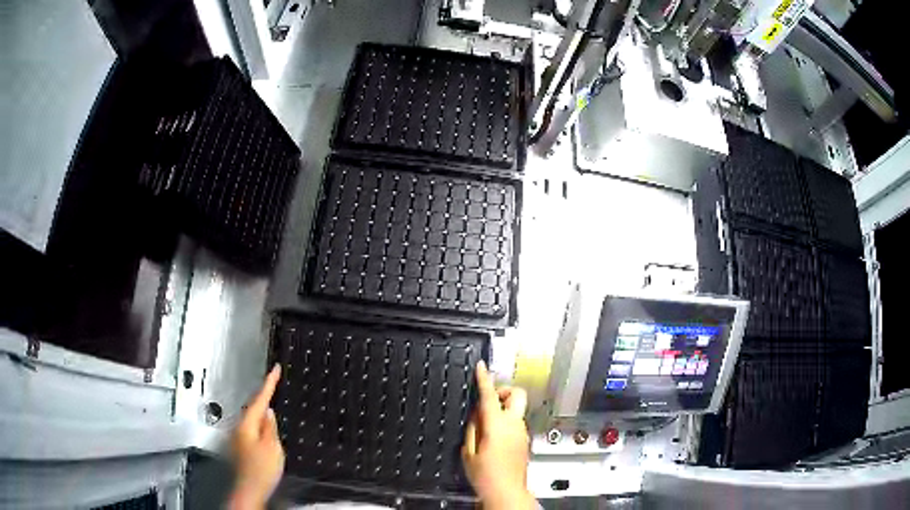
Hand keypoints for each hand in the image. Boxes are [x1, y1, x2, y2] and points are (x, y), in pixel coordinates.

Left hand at [229, 364, 284, 509]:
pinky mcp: (242, 446)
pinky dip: (259, 423)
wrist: (249, 489)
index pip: (259, 398)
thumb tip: (269, 412)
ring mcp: (239, 437)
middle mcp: (239, 428)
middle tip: (274, 383)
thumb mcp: (272, 447)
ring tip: (272, 406)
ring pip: (252, 417)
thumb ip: (270, 427)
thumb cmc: (260, 471)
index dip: (269, 382)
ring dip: (262, 411)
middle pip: (253, 406)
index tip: (275, 369)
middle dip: (264, 395)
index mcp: (247, 424)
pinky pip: (251, 427)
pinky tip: (265, 429)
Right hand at [462, 361, 534, 509]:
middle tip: (489, 401)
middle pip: (517, 394)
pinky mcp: (525, 441)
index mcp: (497, 426)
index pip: (490, 396)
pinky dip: (506, 421)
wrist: (507, 492)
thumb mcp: (469, 452)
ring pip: (516, 409)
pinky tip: (493, 437)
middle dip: (504, 391)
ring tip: (485, 426)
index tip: (481, 367)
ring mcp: (522, 432)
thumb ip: (472, 429)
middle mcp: (514, 425)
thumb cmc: (486, 476)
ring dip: (503, 409)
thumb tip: (476, 414)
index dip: (484, 379)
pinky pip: (516, 422)